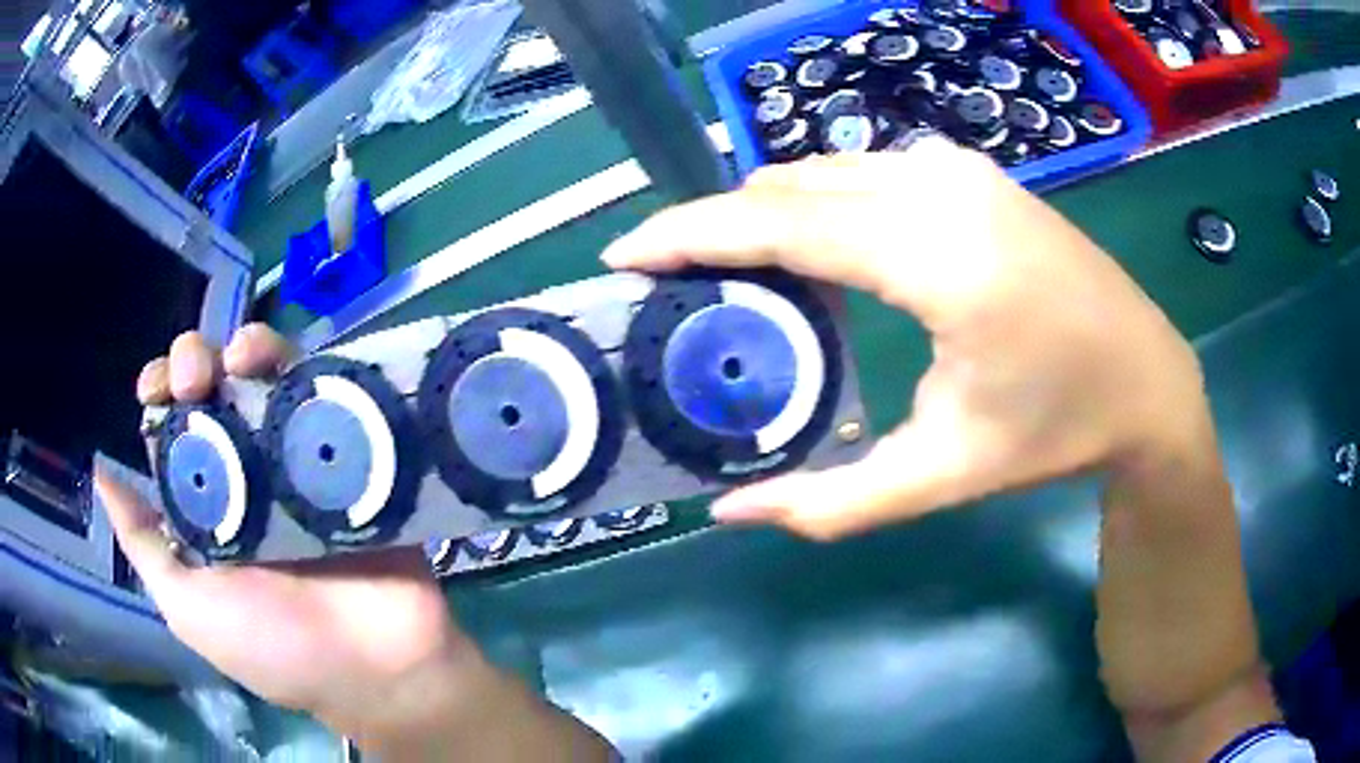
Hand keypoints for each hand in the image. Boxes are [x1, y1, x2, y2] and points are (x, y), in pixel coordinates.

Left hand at [101, 325, 469, 733]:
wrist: (376, 664)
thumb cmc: (274, 645)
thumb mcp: (189, 606)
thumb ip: (144, 543)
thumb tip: (99, 474)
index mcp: (206, 504)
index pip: (172, 428)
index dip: (159, 394)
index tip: (156, 390)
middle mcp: (246, 471)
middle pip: (212, 390)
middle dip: (193, 365)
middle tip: (197, 380)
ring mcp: (296, 458)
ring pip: (261, 378)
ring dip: (242, 349)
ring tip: (239, 358)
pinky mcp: (344, 449)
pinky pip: (316, 391)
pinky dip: (292, 365)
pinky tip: (275, 364)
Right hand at [607, 139, 1278, 758]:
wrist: (1148, 379)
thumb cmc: (1058, 431)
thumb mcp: (944, 475)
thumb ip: (831, 502)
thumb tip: (731, 514)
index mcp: (938, 256)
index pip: (780, 224)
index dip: (690, 233)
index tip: (626, 252)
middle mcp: (941, 187)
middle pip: (790, 188)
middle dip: (719, 227)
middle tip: (678, 285)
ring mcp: (961, 169)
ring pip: (826, 172)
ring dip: (768, 215)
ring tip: (739, 276)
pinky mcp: (973, 173)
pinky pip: (866, 172)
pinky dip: (819, 204)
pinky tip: (817, 253)